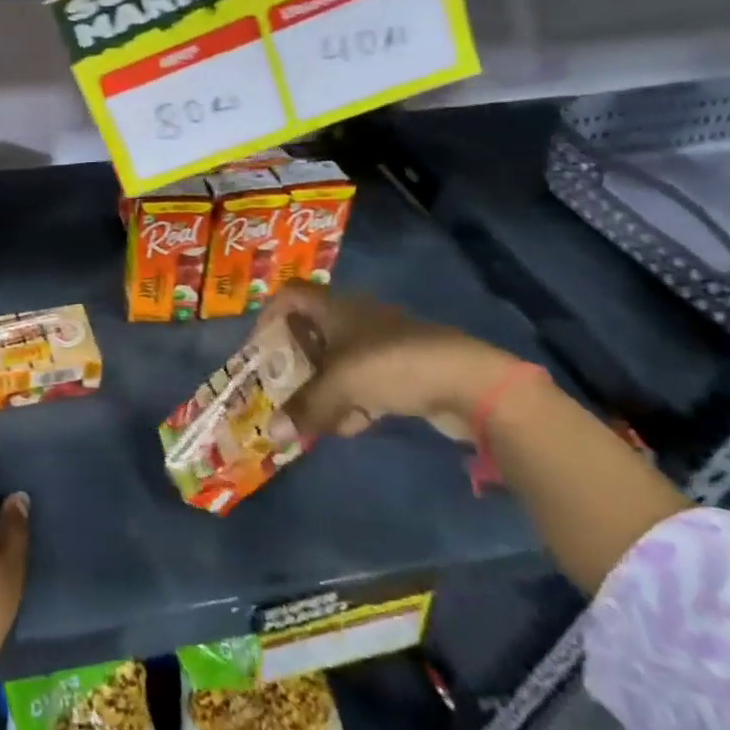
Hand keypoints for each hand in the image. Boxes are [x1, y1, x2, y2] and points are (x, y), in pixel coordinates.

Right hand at [262, 282, 518, 442]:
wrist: (470, 382)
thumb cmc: (391, 365)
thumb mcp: (340, 386)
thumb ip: (305, 408)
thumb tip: (271, 433)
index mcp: (335, 307)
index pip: (291, 296)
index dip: (270, 316)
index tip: (260, 348)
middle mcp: (355, 318)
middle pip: (312, 333)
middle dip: (295, 363)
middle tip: (280, 389)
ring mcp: (381, 344)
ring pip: (338, 362)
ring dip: (324, 389)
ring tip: (316, 419)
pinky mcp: (403, 369)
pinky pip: (364, 381)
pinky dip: (353, 401)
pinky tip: (352, 426)